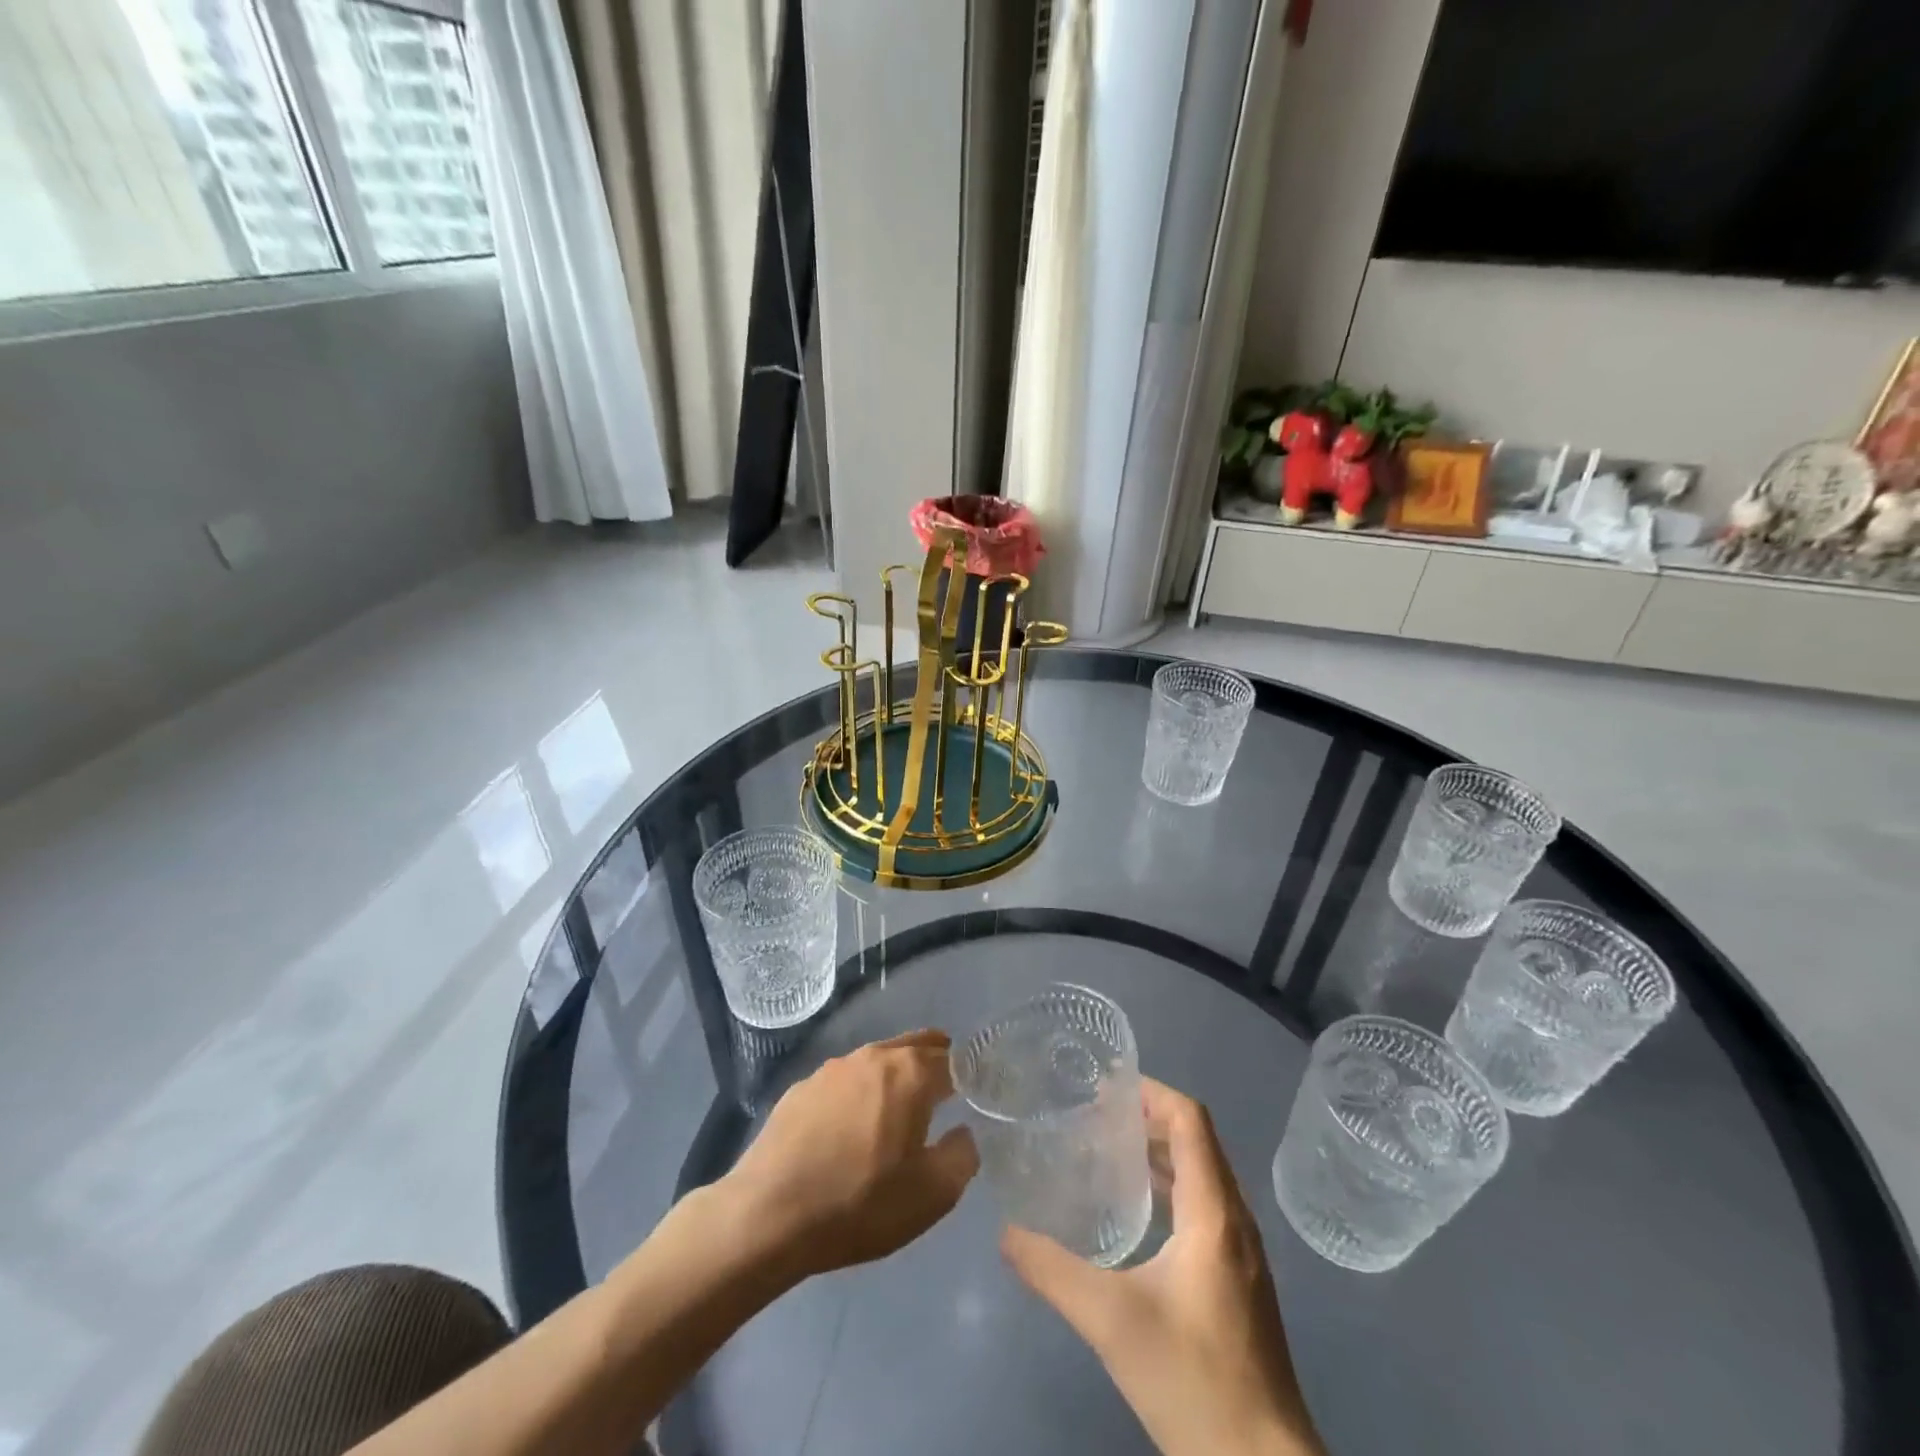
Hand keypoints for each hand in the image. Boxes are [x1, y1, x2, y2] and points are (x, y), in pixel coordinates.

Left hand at [724, 1029, 979, 1281]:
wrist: (768, 1214)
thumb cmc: (859, 1203)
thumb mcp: (931, 1196)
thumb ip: (962, 1157)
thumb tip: (963, 1132)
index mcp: (909, 1074)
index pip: (952, 1060)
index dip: (969, 1075)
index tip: (977, 1092)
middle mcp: (873, 1057)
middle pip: (915, 1046)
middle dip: (936, 1060)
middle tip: (947, 1085)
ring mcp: (833, 1069)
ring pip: (878, 1060)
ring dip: (895, 1075)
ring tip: (900, 1106)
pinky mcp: (801, 1088)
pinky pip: (845, 1081)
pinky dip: (859, 1093)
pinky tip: (852, 1125)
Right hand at [1001, 1081, 1323, 1455]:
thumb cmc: (1194, 1381)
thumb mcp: (1112, 1322)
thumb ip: (1053, 1271)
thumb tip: (1005, 1232)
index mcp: (1214, 1211)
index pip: (1189, 1119)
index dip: (1150, 1091)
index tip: (1103, 1085)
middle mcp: (1234, 1219)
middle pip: (1195, 1140)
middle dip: (1146, 1116)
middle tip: (1092, 1115)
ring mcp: (1240, 1252)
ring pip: (1200, 1174)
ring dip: (1157, 1151)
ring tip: (1104, 1150)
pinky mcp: (1237, 1280)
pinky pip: (1202, 1206)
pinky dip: (1168, 1187)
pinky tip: (1132, 1213)